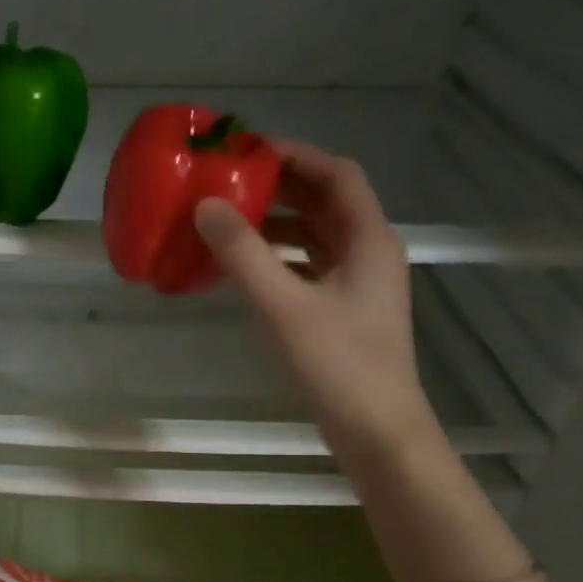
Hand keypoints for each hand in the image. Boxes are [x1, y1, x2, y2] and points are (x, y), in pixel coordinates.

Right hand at [194, 140, 440, 477]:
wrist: (377, 430)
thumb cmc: (338, 364)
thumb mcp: (284, 306)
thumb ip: (244, 255)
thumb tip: (205, 206)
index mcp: (369, 239)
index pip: (337, 174)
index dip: (295, 155)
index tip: (247, 151)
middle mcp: (370, 252)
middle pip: (326, 202)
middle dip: (281, 188)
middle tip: (230, 182)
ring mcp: (360, 284)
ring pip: (317, 237)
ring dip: (278, 224)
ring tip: (230, 221)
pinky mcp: (345, 311)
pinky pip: (310, 267)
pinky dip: (280, 259)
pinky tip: (247, 269)